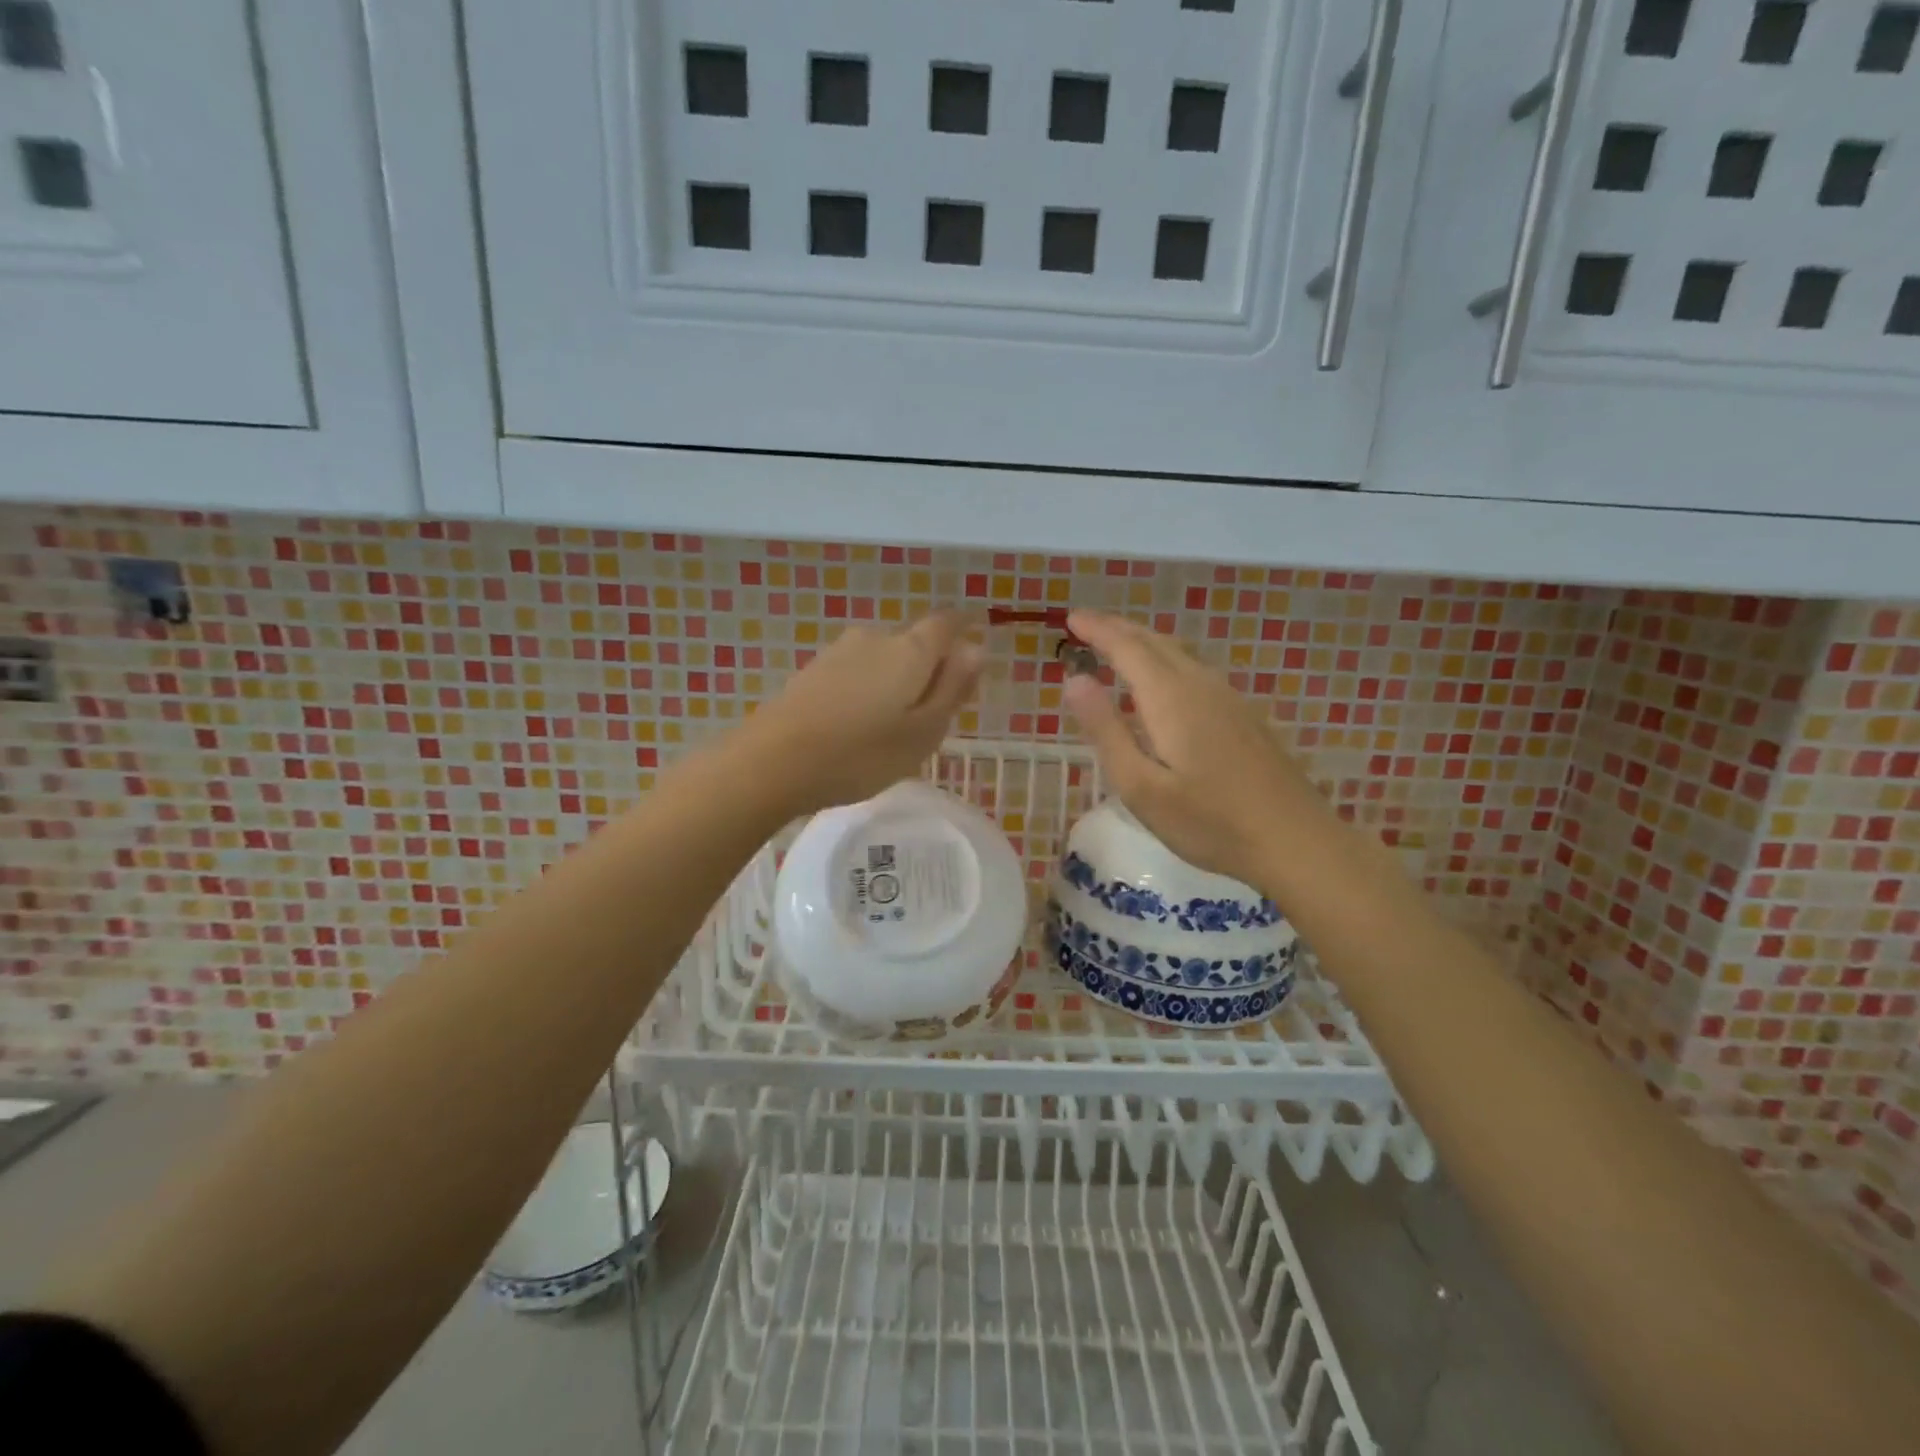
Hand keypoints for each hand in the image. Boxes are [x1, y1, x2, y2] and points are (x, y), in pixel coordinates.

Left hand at [739, 612, 983, 814]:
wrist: (774, 762)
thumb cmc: (862, 754)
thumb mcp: (923, 732)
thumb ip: (952, 688)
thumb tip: (976, 648)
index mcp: (910, 650)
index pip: (946, 624)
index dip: (963, 635)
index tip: (969, 664)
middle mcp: (875, 638)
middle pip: (913, 643)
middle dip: (928, 670)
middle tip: (930, 716)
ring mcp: (838, 652)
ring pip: (882, 660)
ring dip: (894, 683)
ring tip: (891, 728)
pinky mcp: (812, 671)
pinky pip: (855, 673)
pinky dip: (866, 691)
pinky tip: (857, 726)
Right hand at [1062, 610, 1324, 887]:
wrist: (1295, 842)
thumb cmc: (1209, 822)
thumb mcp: (1140, 786)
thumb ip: (1106, 730)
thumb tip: (1074, 680)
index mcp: (1171, 698)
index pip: (1127, 647)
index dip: (1097, 629)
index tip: (1070, 618)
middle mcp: (1201, 685)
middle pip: (1155, 642)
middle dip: (1118, 628)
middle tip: (1086, 625)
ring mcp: (1229, 699)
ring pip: (1179, 653)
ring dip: (1144, 642)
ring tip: (1117, 644)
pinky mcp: (1244, 716)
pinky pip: (1195, 669)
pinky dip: (1167, 660)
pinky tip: (1165, 680)